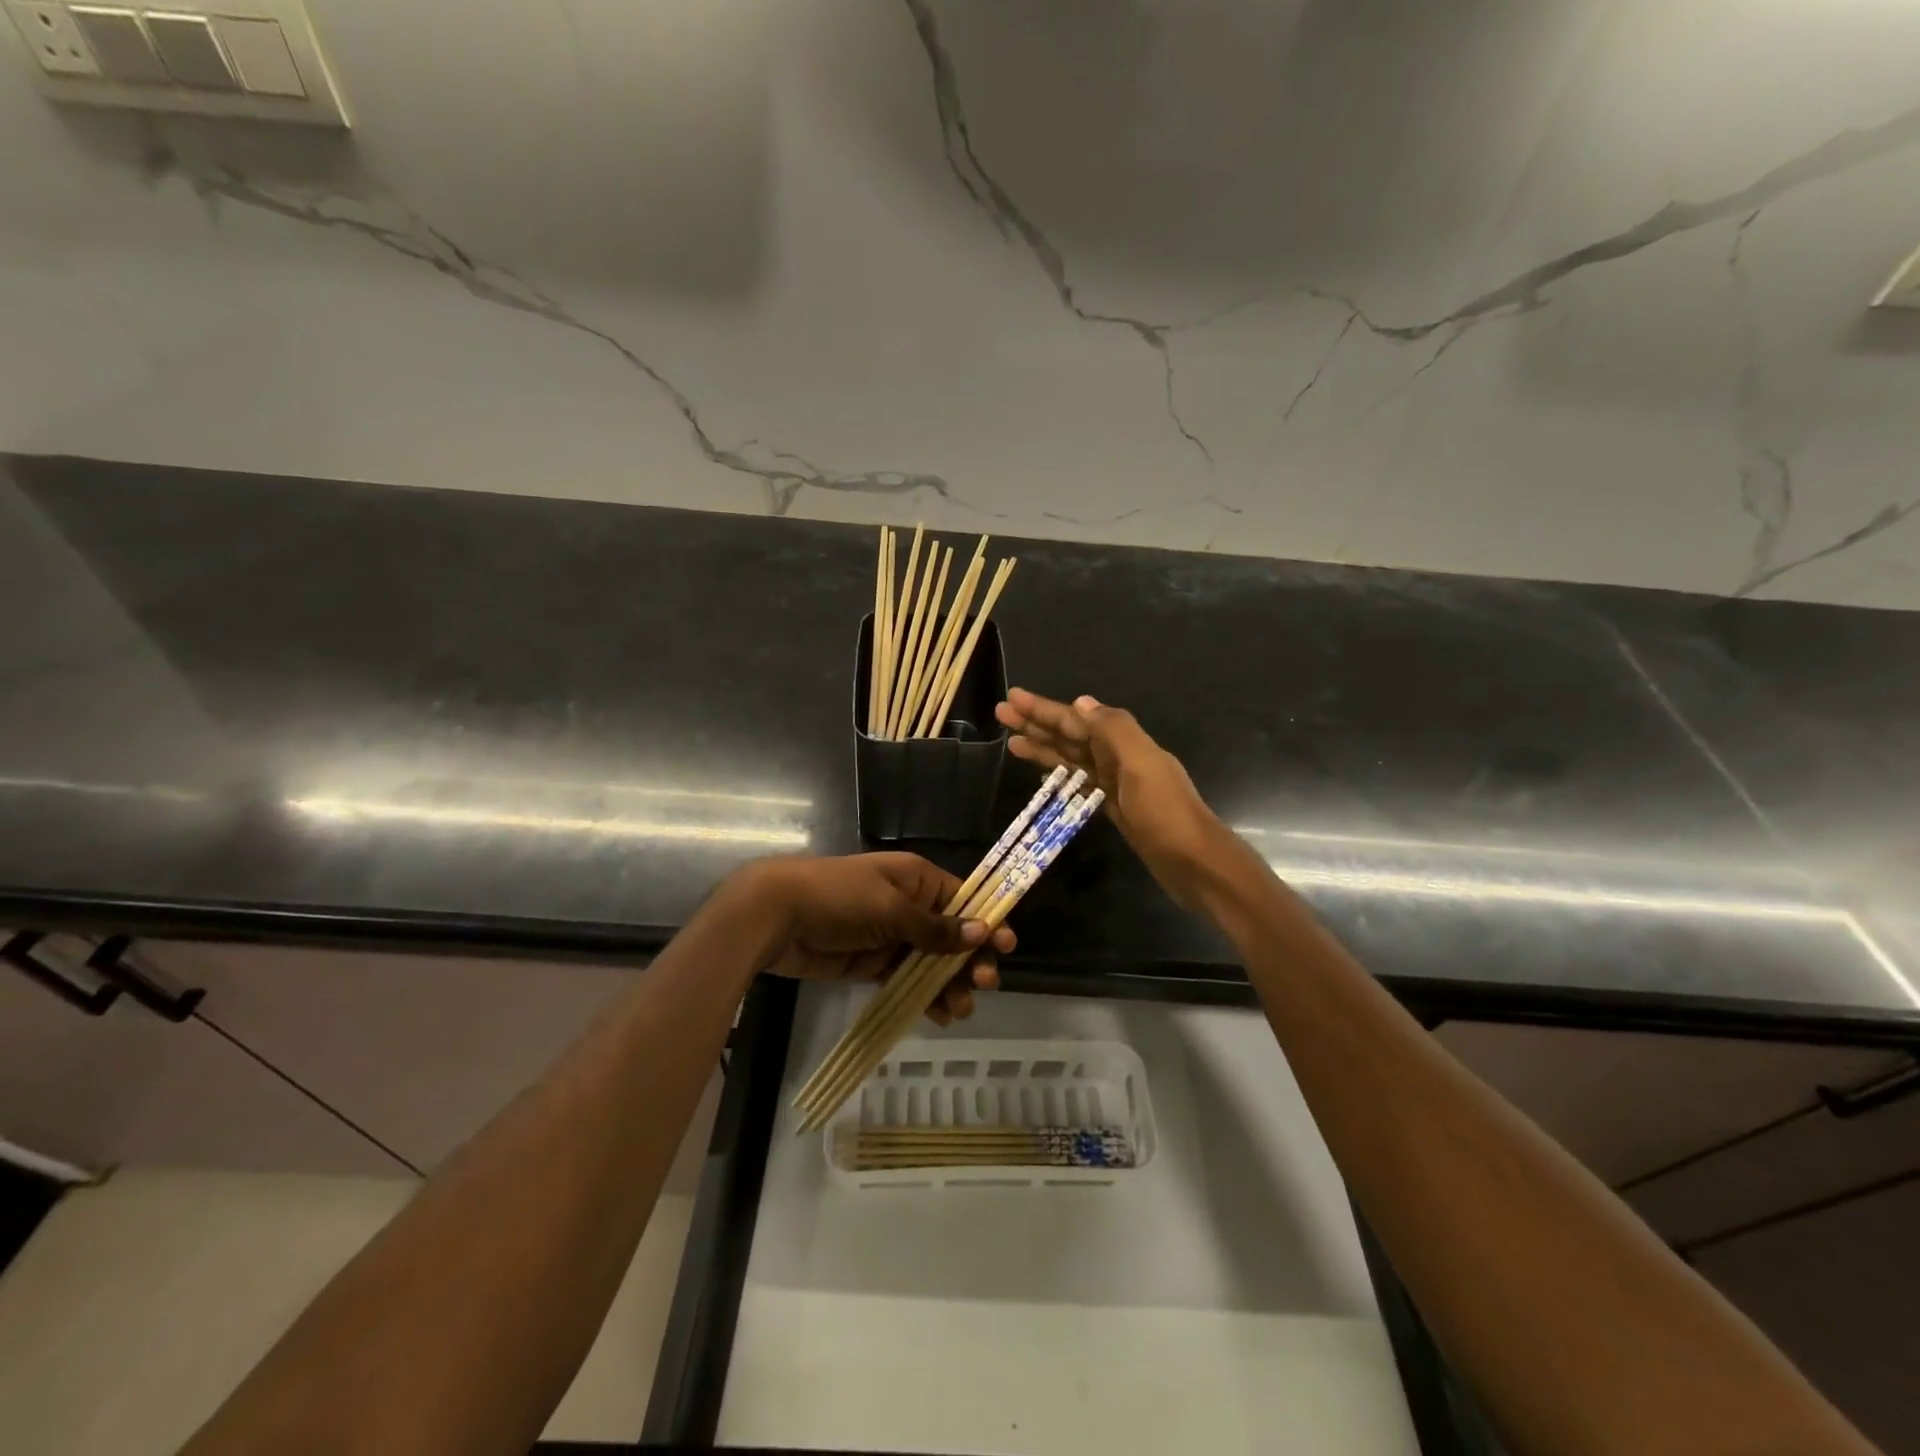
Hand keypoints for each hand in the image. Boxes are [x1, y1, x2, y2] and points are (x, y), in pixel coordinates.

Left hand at [732, 853, 1010, 1025]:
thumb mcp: (890, 908)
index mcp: (916, 879)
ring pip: (931, 961)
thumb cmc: (838, 898)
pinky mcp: (871, 963)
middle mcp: (908, 905)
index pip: (962, 899)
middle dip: (970, 959)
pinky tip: (939, 1015)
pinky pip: (906, 979)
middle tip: (984, 984)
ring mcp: (890, 936)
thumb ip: (934, 927)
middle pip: (951, 934)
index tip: (1006, 946)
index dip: (985, 921)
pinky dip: (923, 996)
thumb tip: (981, 931)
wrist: (776, 916)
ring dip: (949, 983)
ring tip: (960, 1010)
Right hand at [994, 688, 1225, 909]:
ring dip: (1043, 748)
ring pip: (1072, 758)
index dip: (1044, 709)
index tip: (1012, 698)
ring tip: (1011, 742)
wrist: (1195, 864)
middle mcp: (1118, 757)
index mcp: (1125, 743)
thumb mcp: (1142, 765)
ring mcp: (1116, 783)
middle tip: (1001, 714)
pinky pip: (1080, 782)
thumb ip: (1114, 730)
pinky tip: (1043, 773)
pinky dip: (1060, 774)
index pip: (1076, 720)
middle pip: (1071, 736)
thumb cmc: (1166, 814)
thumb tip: (1080, 702)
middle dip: (1037, 724)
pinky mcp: (1113, 808)